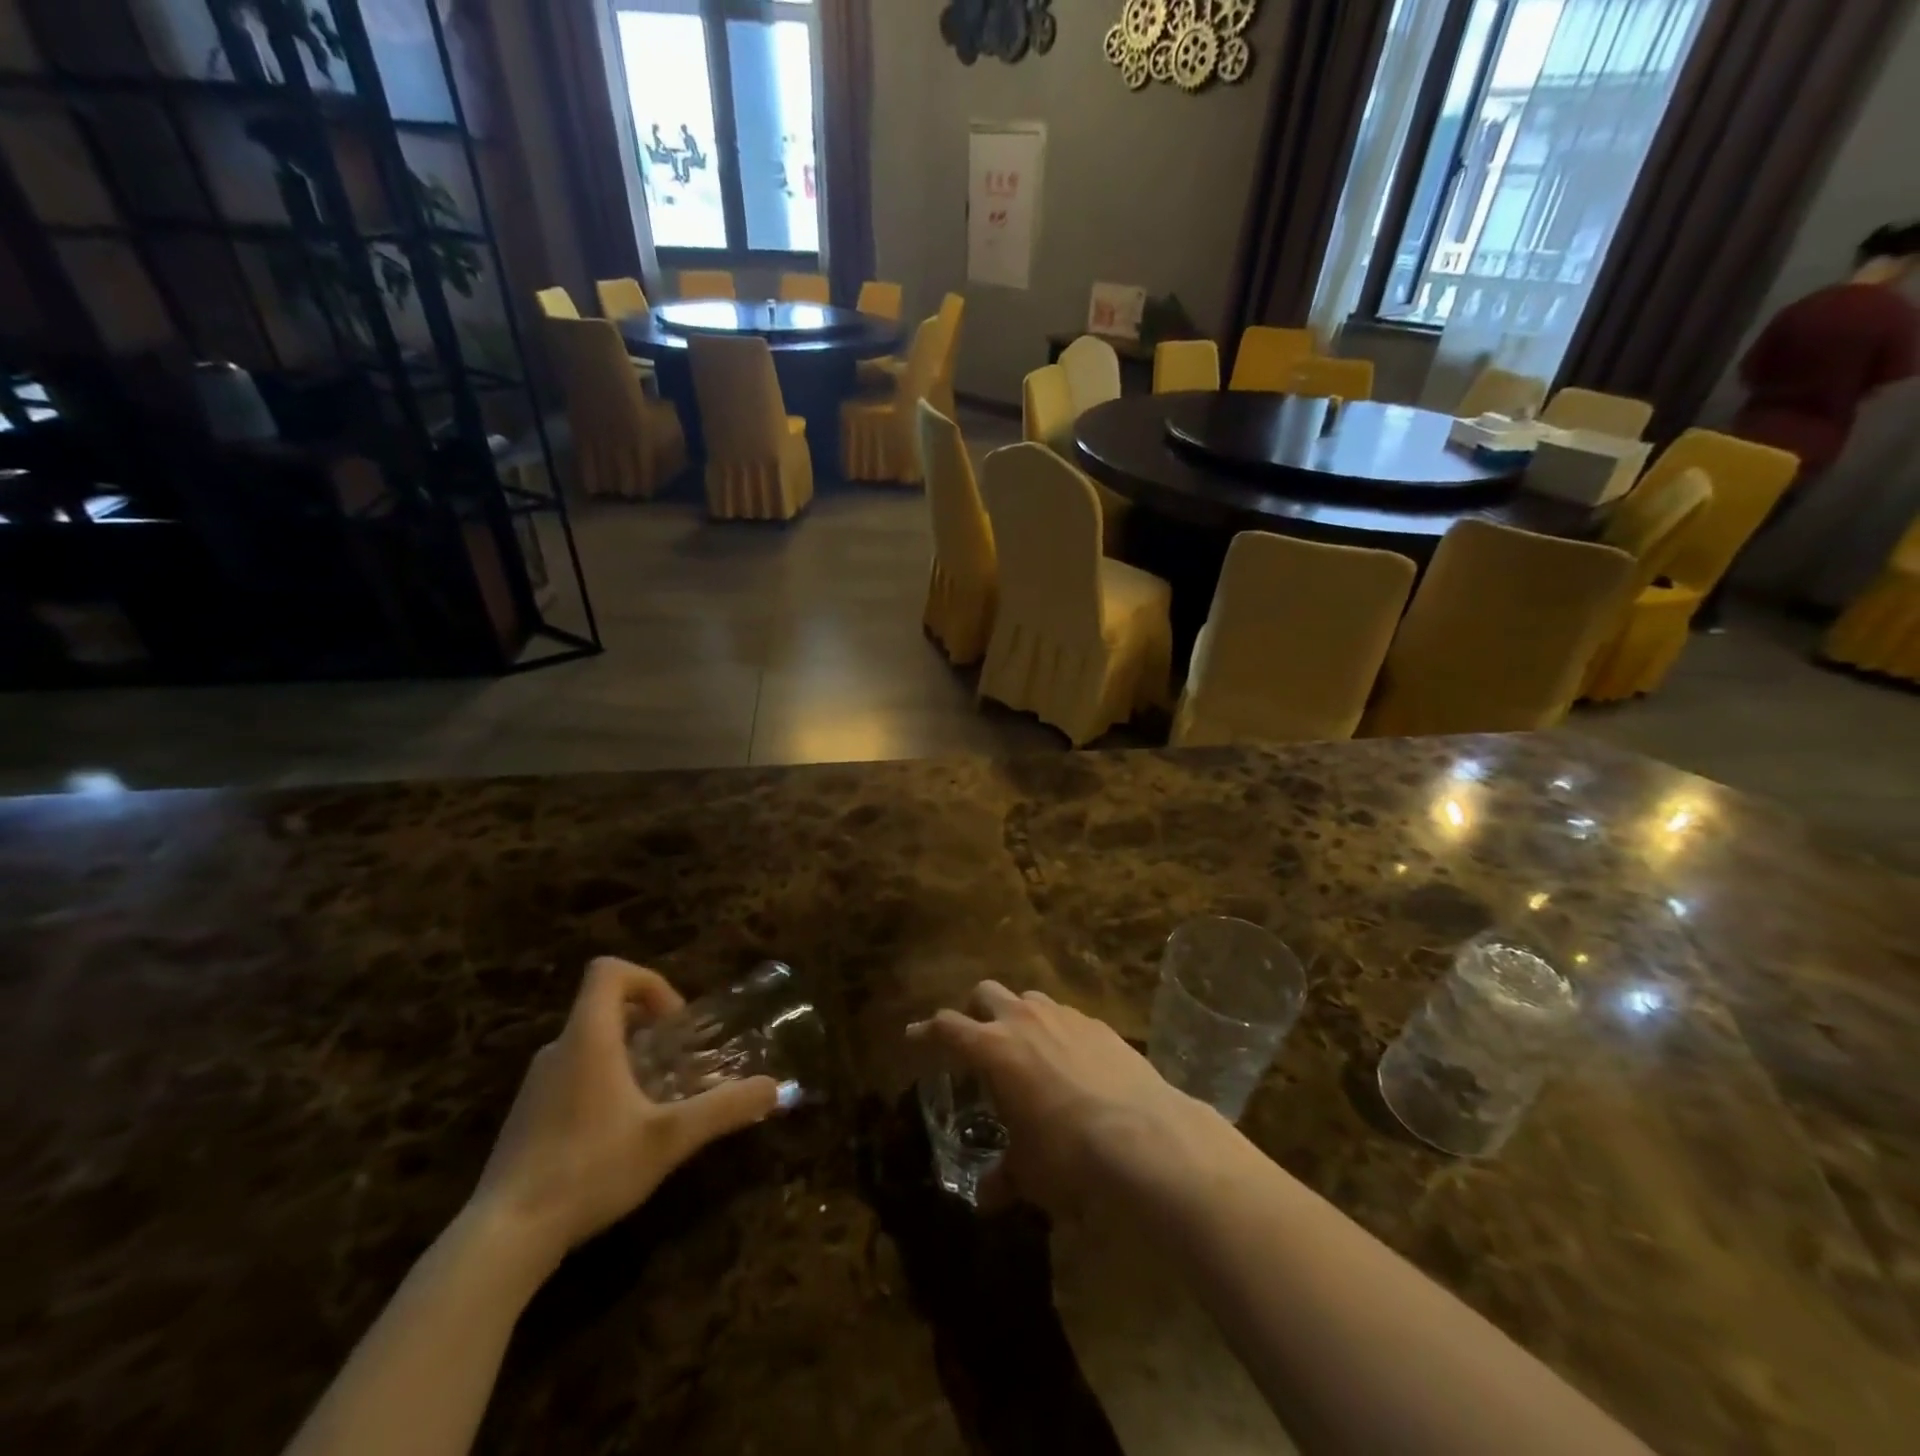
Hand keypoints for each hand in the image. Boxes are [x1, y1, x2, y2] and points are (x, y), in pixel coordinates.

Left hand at [468, 957, 778, 1271]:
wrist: (503, 1238)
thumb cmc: (589, 1168)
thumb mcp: (669, 1138)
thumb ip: (724, 1109)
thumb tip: (775, 1088)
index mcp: (588, 1038)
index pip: (609, 971)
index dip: (648, 981)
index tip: (674, 1021)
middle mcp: (557, 1051)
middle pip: (602, 1007)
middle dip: (646, 1024)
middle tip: (676, 1061)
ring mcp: (535, 1086)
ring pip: (588, 1045)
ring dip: (626, 1056)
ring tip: (654, 1099)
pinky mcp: (525, 1118)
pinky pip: (571, 1077)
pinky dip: (602, 1084)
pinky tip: (617, 1135)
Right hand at [909, 981, 1225, 1211]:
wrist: (1144, 1137)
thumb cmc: (1068, 1154)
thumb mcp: (1028, 1172)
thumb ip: (1003, 1178)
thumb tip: (986, 1197)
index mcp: (993, 1048)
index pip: (947, 1028)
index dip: (926, 1032)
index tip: (914, 1037)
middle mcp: (1024, 1019)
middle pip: (985, 993)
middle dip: (974, 1011)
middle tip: (975, 1040)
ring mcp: (1064, 1015)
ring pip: (1028, 997)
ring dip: (1017, 1016)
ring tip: (1024, 1049)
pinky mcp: (1099, 1024)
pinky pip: (1066, 1015)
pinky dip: (1056, 1030)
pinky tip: (1070, 1062)